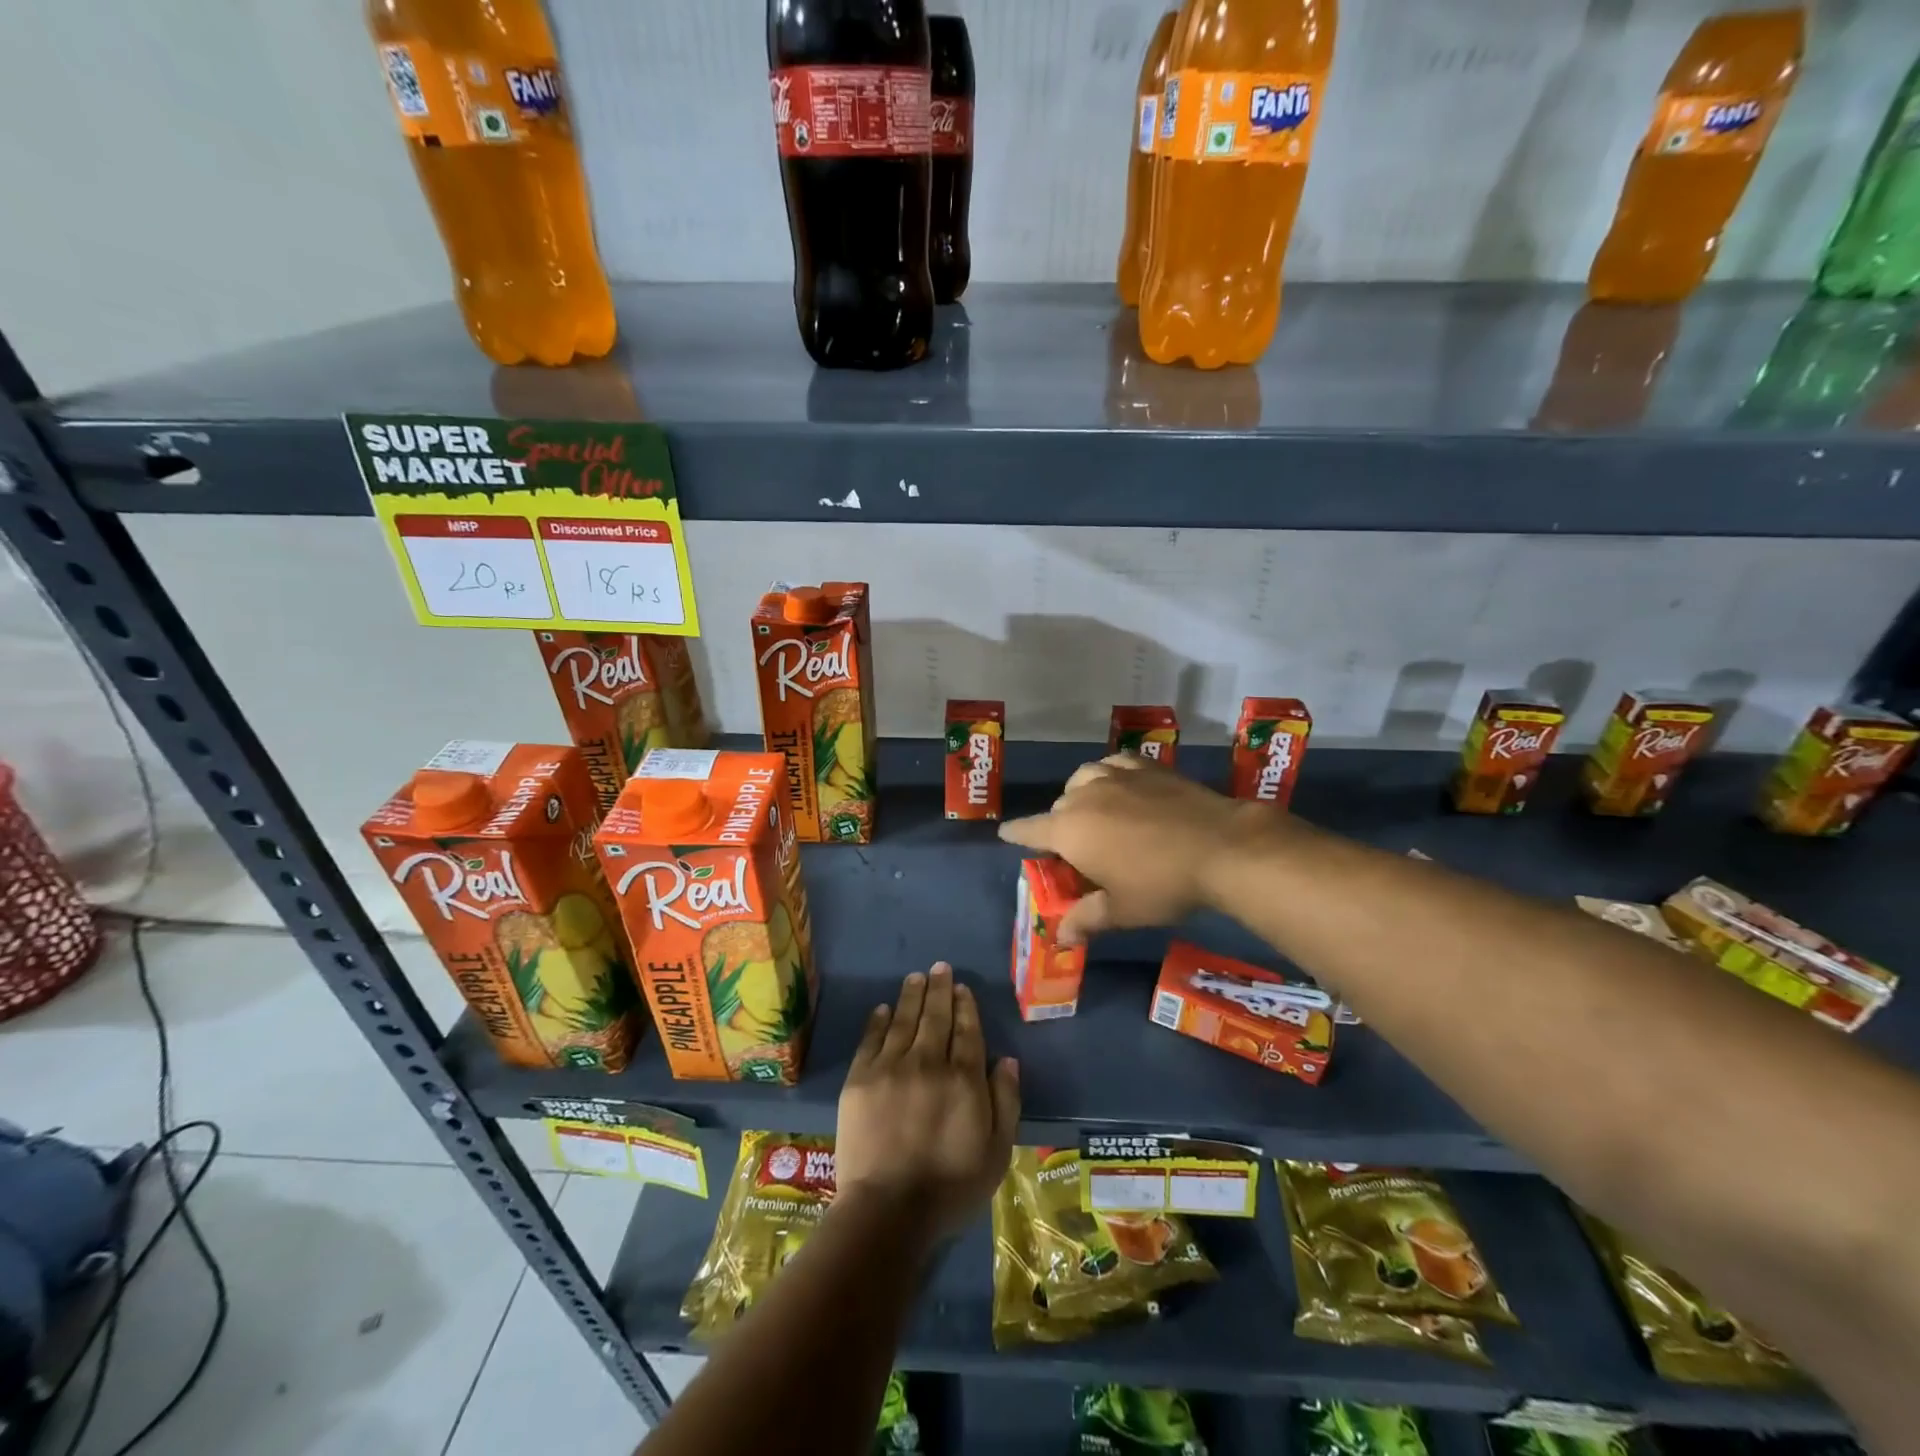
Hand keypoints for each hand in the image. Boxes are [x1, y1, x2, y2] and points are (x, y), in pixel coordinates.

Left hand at [836, 963, 1020, 1243]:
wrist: (888, 1211)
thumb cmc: (951, 1188)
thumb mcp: (997, 1152)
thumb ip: (1005, 1102)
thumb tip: (1006, 1060)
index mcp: (963, 1078)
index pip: (967, 1031)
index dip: (965, 1006)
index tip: (961, 988)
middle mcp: (928, 1062)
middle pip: (935, 1017)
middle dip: (939, 989)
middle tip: (939, 967)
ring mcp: (890, 1068)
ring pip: (904, 1020)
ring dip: (911, 995)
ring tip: (916, 977)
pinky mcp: (859, 1080)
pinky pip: (871, 1040)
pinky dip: (878, 1021)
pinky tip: (884, 1008)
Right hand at [999, 754, 1265, 942]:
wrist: (1221, 846)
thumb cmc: (1163, 883)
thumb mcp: (1122, 910)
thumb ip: (1086, 920)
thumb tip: (1061, 938)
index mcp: (1069, 830)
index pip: (1029, 830)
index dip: (1015, 834)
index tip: (1005, 833)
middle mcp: (1084, 795)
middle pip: (1058, 808)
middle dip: (1059, 826)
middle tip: (1077, 850)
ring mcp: (1115, 774)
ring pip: (1082, 780)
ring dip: (1080, 796)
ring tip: (1094, 811)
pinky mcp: (1145, 766)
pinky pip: (1112, 764)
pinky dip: (1108, 774)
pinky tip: (1120, 784)